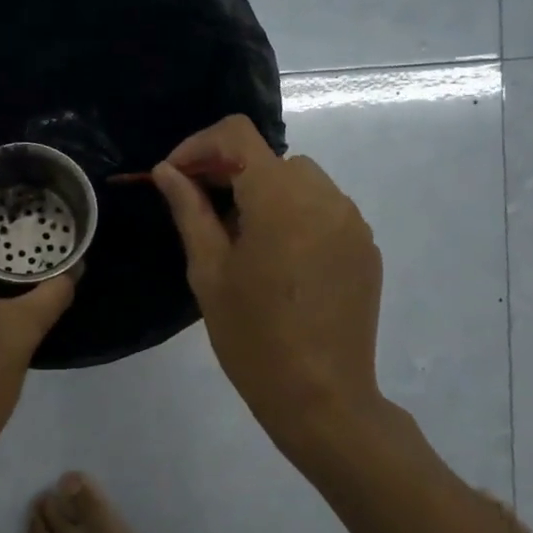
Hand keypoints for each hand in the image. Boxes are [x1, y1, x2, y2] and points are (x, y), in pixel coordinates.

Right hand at [151, 117, 385, 458]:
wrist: (321, 397)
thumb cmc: (252, 337)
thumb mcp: (209, 272)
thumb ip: (190, 210)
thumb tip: (167, 172)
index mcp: (280, 198)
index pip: (237, 135)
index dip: (198, 146)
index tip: (174, 177)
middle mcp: (325, 197)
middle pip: (269, 158)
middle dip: (229, 173)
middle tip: (200, 212)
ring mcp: (352, 222)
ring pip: (300, 181)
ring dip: (264, 193)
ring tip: (241, 240)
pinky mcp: (365, 247)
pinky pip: (324, 210)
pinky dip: (295, 216)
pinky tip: (279, 261)